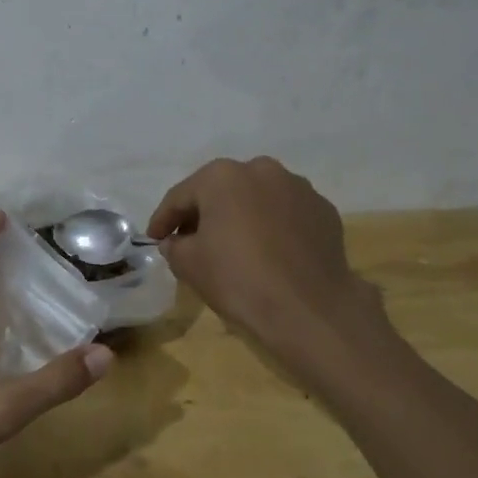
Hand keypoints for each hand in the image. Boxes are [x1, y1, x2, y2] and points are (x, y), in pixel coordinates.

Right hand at [148, 157, 385, 359]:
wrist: (310, 308)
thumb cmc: (239, 279)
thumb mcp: (189, 265)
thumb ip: (174, 246)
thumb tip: (176, 241)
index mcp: (222, 176)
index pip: (181, 196)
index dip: (163, 219)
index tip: (154, 238)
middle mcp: (261, 170)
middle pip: (221, 191)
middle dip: (204, 213)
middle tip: (191, 240)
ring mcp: (297, 187)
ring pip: (256, 198)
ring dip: (241, 216)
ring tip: (234, 245)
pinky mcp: (323, 210)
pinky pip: (286, 214)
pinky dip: (272, 227)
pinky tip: (269, 252)